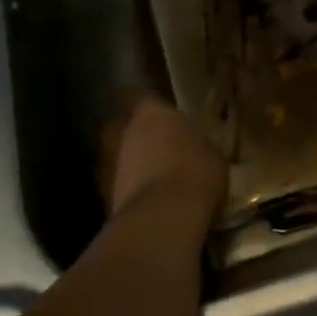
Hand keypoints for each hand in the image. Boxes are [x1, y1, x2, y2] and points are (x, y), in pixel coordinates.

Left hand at [97, 91, 226, 226]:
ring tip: (155, 178)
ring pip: (119, 156)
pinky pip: (119, 185)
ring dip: (132, 164)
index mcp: (152, 112)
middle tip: (159, 146)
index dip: (150, 105)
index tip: (162, 114)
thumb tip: (196, 147)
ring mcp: (108, 163)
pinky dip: (130, 190)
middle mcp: (124, 131)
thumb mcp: (212, 154)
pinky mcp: (104, 195)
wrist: (163, 218)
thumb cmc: (195, 173)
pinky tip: (149, 201)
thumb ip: (197, 144)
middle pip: (125, 127)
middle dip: (138, 136)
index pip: (141, 96)